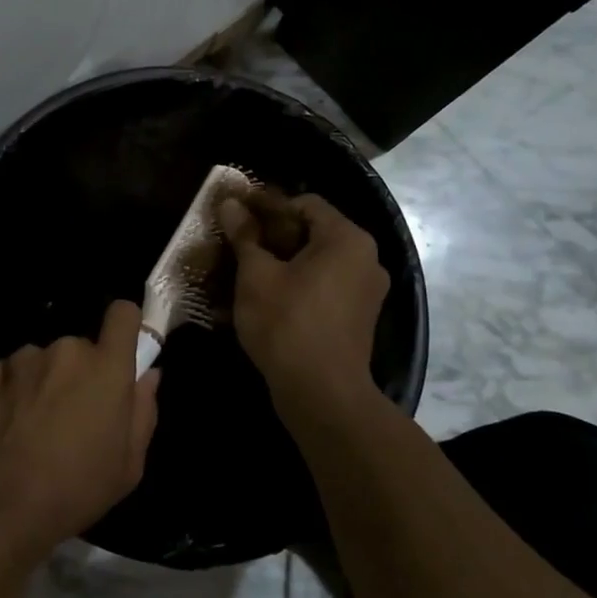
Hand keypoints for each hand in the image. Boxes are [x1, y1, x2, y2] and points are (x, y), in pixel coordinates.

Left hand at [0, 300, 160, 551]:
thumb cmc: (76, 488)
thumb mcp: (128, 465)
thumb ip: (143, 411)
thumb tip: (148, 375)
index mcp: (107, 367)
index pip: (123, 314)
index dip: (125, 325)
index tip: (122, 349)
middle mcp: (67, 349)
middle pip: (81, 348)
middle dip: (81, 373)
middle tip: (73, 415)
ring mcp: (25, 357)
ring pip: (44, 360)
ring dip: (45, 382)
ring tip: (34, 425)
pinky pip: (12, 373)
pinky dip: (14, 391)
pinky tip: (8, 426)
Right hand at [219, 192, 390, 420]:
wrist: (321, 394)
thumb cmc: (287, 322)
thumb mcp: (255, 274)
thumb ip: (244, 235)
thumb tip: (230, 203)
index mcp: (347, 239)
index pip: (305, 204)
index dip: (268, 207)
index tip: (238, 219)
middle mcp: (366, 259)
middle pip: (312, 233)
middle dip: (271, 238)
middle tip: (236, 246)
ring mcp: (365, 292)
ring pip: (315, 264)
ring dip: (279, 265)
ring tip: (243, 274)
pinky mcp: (357, 319)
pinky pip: (323, 289)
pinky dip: (295, 288)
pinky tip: (262, 301)